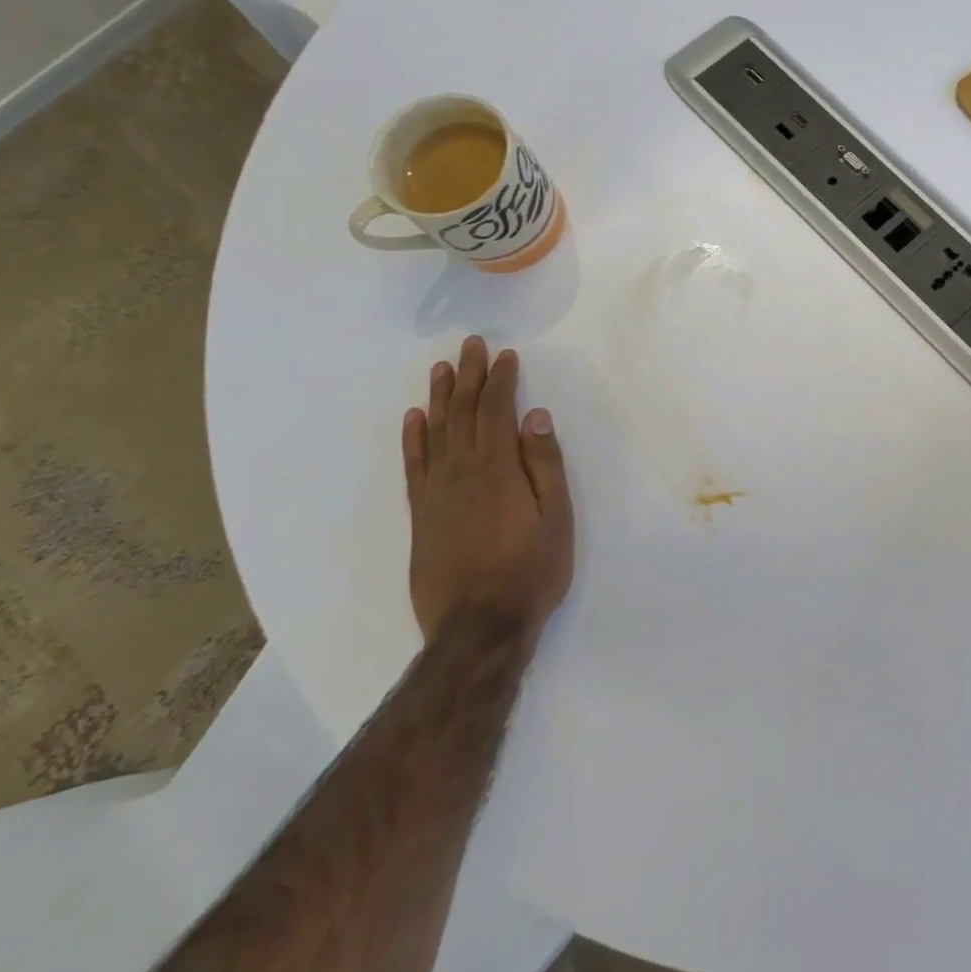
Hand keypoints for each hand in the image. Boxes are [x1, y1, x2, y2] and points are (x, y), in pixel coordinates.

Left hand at [402, 336, 573, 645]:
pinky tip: (414, 419)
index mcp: (498, 468)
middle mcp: (462, 471)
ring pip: (435, 432)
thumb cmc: (531, 570)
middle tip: (471, 344)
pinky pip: (414, 465)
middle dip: (469, 376)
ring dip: (440, 397)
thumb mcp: (557, 517)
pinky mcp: (421, 514)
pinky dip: (413, 438)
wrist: (478, 627)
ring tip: (442, 368)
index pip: (496, 410)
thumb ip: (545, 464)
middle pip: (463, 412)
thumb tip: (535, 416)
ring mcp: (436, 492)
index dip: (501, 380)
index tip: (506, 354)